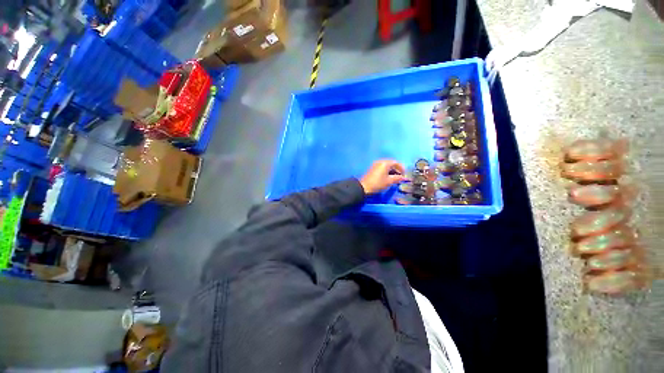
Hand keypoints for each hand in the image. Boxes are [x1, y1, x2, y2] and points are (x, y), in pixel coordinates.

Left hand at [359, 160, 406, 194]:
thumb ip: (398, 178)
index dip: (402, 168)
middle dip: (397, 169)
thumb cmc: (378, 183)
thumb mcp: (389, 181)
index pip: (396, 163)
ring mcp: (375, 165)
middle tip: (400, 176)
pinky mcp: (372, 169)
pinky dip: (386, 171)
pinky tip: (388, 177)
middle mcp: (380, 161)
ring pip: (386, 166)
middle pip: (391, 163)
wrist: (364, 187)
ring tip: (395, 178)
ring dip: (392, 171)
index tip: (404, 175)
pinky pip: (382, 168)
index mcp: (385, 163)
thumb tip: (404, 178)